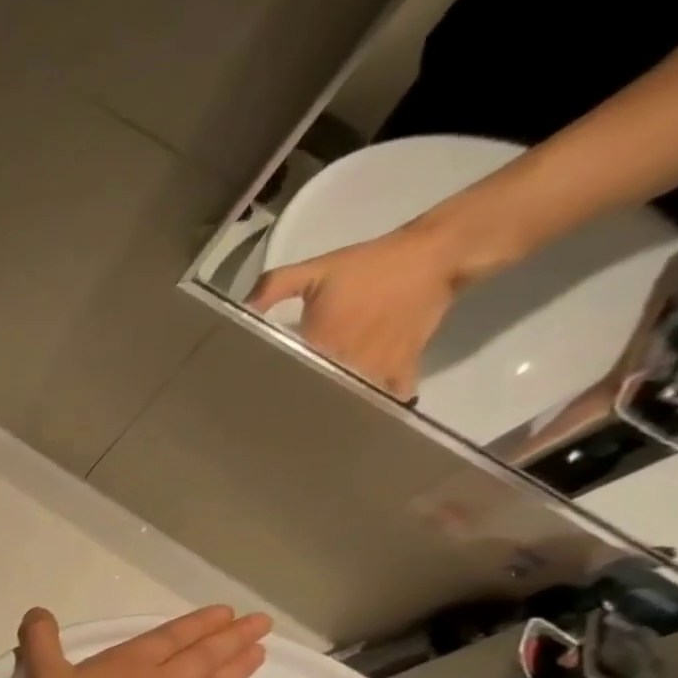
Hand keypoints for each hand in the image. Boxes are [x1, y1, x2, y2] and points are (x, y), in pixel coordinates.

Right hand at [17, 606, 271, 677]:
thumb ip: (40, 644)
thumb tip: (38, 612)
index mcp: (131, 665)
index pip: (169, 637)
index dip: (197, 623)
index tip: (227, 611)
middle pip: (203, 658)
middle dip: (230, 639)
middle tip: (260, 623)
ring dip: (238, 669)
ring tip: (259, 652)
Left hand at [248, 222, 467, 400]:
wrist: (436, 254)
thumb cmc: (369, 265)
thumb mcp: (315, 270)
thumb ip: (273, 288)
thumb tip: (241, 310)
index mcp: (322, 341)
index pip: (288, 376)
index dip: (271, 390)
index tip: (254, 400)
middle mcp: (349, 360)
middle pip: (317, 393)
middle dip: (298, 405)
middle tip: (278, 416)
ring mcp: (379, 367)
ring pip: (350, 399)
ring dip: (333, 410)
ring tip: (310, 422)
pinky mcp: (404, 366)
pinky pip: (389, 396)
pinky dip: (374, 406)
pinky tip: (357, 414)